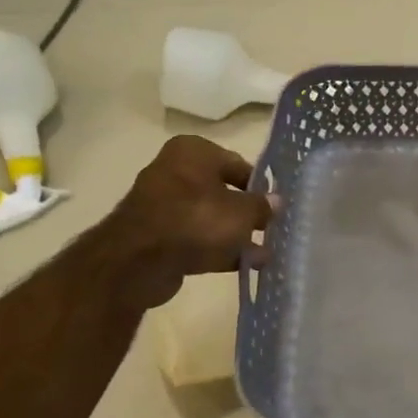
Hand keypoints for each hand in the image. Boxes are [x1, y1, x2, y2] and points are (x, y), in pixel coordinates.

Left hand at [102, 136, 274, 311]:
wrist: (140, 260)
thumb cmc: (196, 220)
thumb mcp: (241, 212)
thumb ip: (262, 206)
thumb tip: (276, 202)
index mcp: (194, 152)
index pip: (238, 164)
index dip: (260, 186)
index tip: (277, 206)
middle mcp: (176, 171)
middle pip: (223, 191)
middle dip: (248, 213)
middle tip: (271, 230)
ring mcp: (165, 204)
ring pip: (210, 217)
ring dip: (236, 235)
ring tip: (263, 255)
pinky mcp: (159, 235)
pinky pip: (197, 238)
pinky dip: (218, 249)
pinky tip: (244, 265)